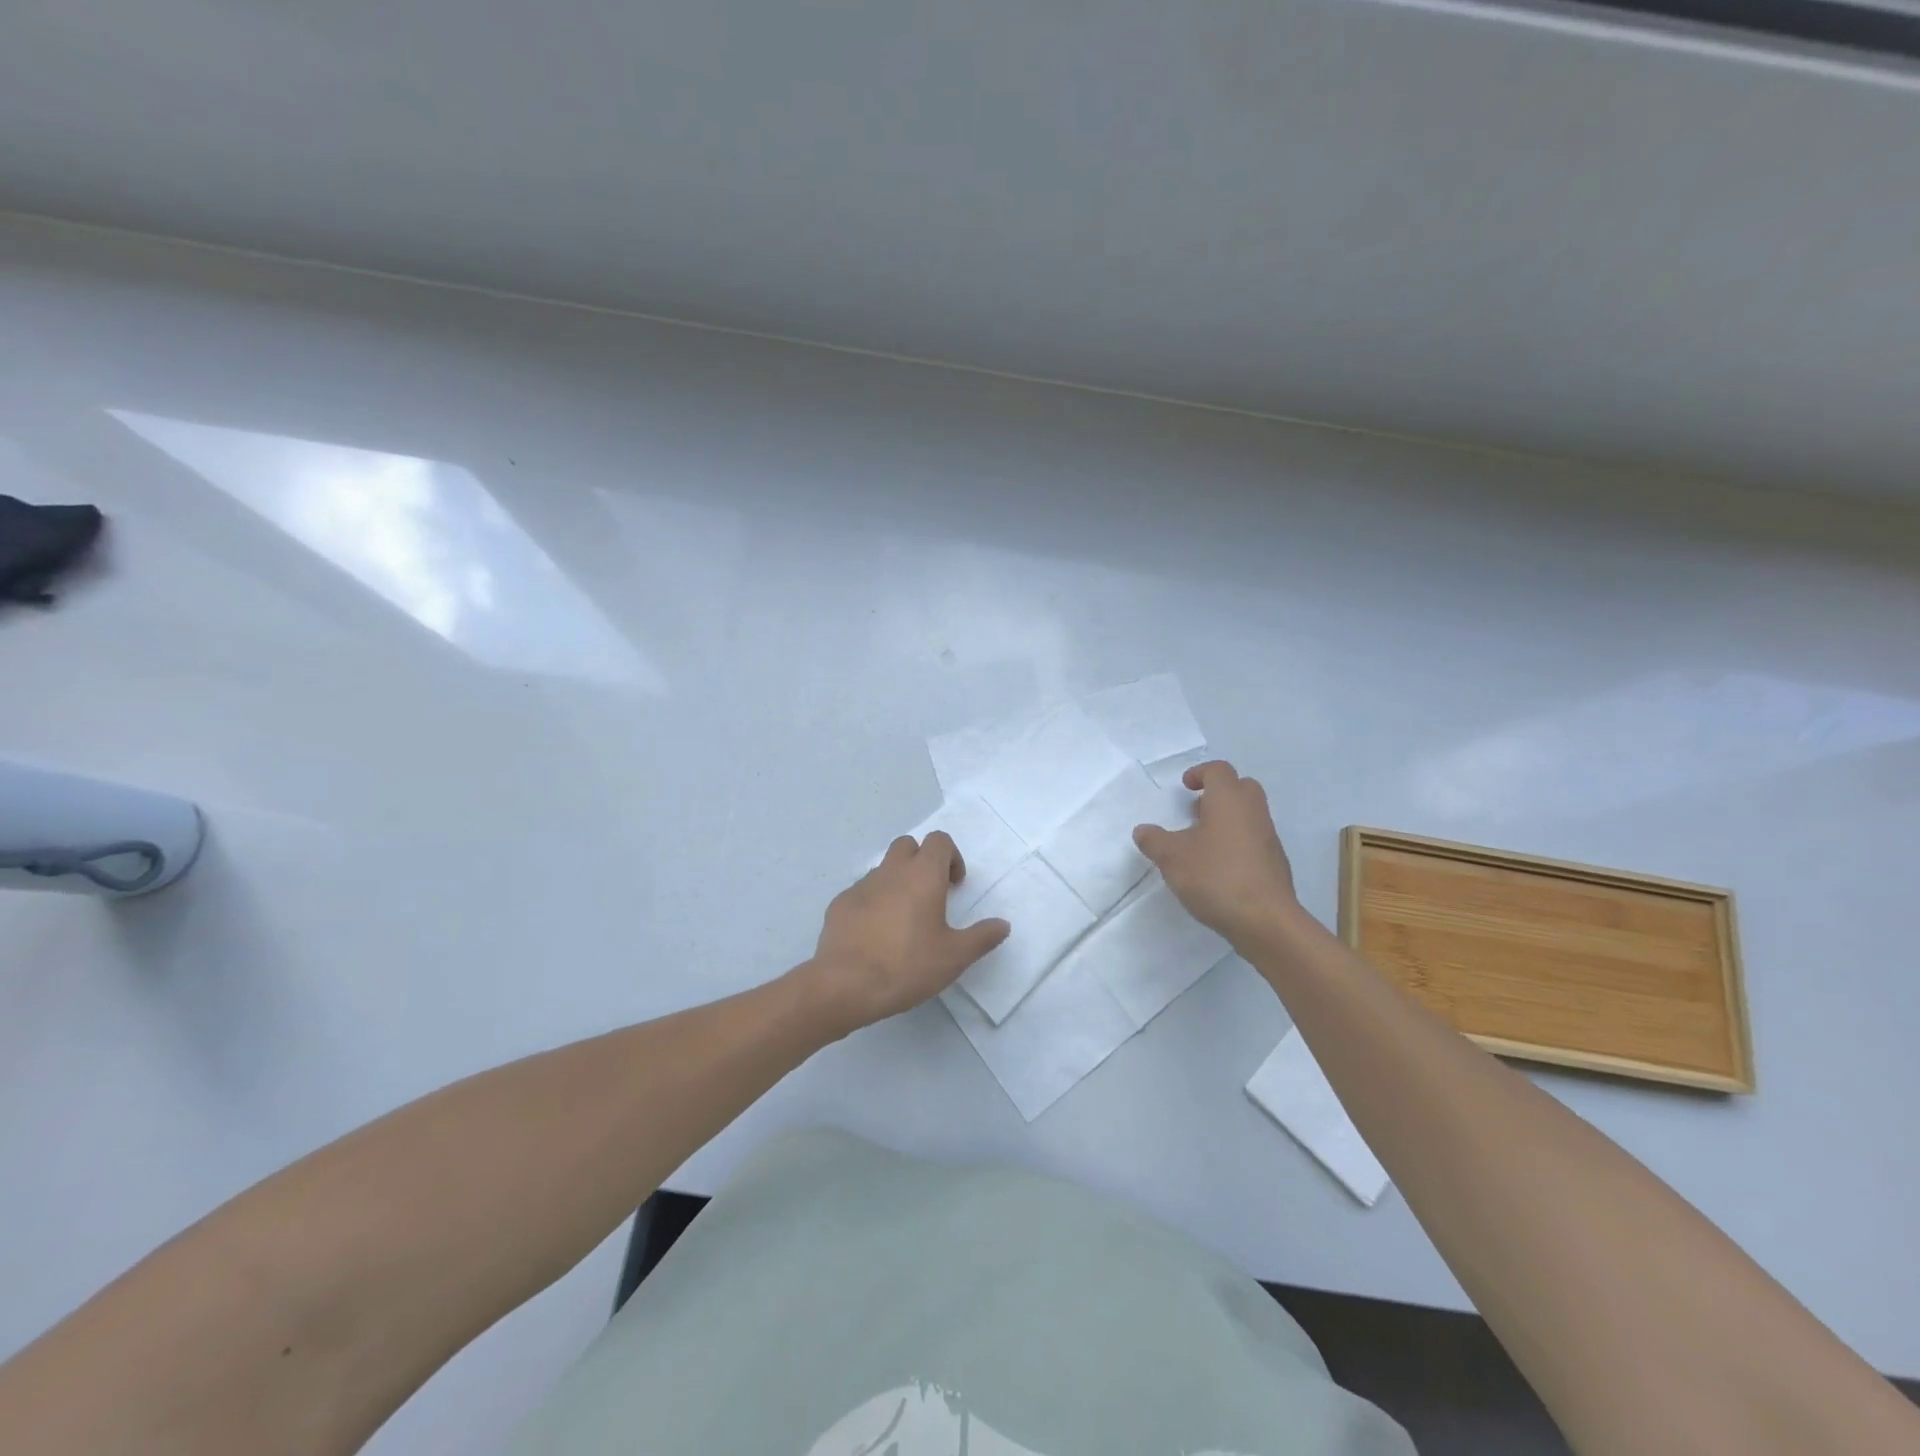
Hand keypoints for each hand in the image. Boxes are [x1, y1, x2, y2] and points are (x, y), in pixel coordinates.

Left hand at [801, 831, 1010, 1034]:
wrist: (844, 985)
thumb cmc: (906, 966)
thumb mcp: (954, 957)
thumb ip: (982, 937)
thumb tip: (1002, 924)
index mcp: (923, 876)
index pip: (939, 840)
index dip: (951, 856)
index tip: (955, 886)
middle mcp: (891, 871)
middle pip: (908, 845)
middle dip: (922, 861)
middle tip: (931, 895)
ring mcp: (861, 886)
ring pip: (884, 868)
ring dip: (897, 881)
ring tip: (903, 919)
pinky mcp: (840, 904)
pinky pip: (862, 892)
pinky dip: (874, 902)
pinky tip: (876, 935)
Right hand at [1133, 760, 1301, 945]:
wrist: (1265, 920)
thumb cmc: (1215, 876)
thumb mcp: (1171, 857)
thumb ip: (1154, 840)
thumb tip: (1143, 830)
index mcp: (1229, 799)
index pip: (1218, 770)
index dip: (1200, 773)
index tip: (1185, 788)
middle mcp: (1253, 811)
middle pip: (1240, 787)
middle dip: (1218, 793)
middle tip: (1196, 811)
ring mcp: (1268, 837)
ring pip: (1249, 814)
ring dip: (1227, 819)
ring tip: (1202, 842)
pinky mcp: (1275, 862)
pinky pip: (1254, 839)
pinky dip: (1237, 842)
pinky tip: (1219, 867)